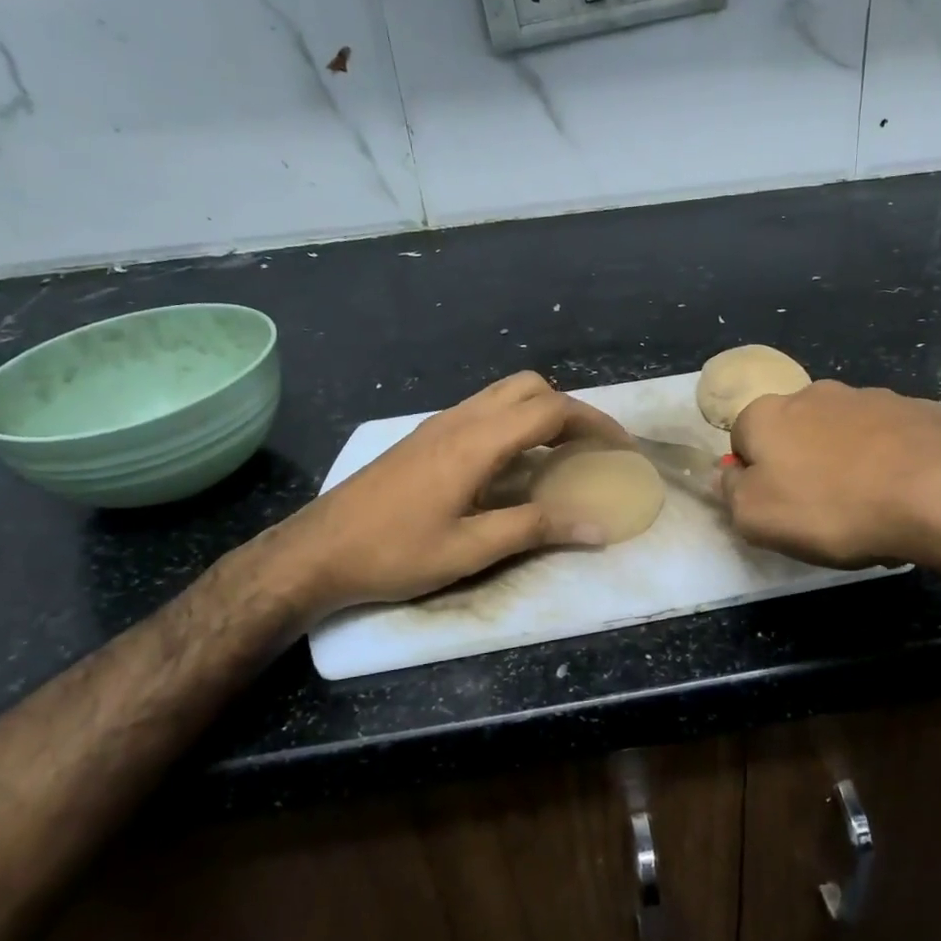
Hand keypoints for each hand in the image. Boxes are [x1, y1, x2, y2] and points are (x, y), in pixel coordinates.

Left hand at [257, 372, 630, 618]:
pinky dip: (515, 421)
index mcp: (477, 441)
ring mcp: (439, 423)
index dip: (595, 424)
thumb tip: (598, 526)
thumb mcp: (471, 549)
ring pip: (505, 393)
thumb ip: (536, 528)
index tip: (622, 450)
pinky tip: (514, 462)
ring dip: (541, 412)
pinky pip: (484, 409)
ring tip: (561, 454)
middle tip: (591, 449)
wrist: (318, 550)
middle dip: (570, 410)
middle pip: (531, 387)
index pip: (551, 411)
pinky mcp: (425, 435)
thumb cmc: (394, 553)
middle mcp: (461, 419)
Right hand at [720, 381, 940, 582]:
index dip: (753, 477)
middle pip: (793, 433)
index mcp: (767, 414)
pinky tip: (903, 496)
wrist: (938, 492)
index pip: (741, 440)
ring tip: (867, 508)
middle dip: (801, 466)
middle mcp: (813, 393)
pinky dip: (888, 463)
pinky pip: (888, 440)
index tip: (776, 509)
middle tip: (819, 511)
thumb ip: (730, 494)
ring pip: (842, 435)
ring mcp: (869, 397)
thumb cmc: (833, 507)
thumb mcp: (757, 518)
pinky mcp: (916, 409)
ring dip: (844, 463)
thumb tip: (725, 476)